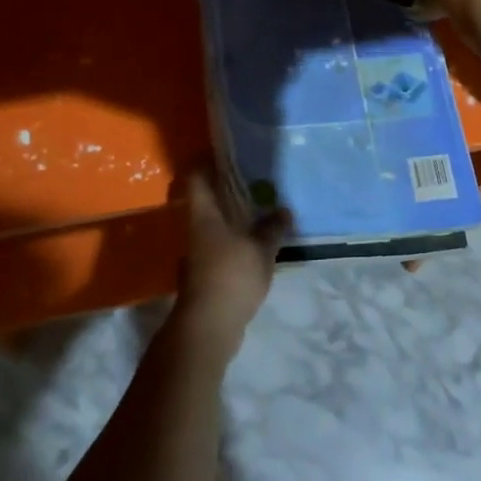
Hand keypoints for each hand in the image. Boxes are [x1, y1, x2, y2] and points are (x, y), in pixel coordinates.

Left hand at [172, 171, 283, 355]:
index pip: (197, 179)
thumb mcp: (261, 249)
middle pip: (206, 202)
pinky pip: (219, 250)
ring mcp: (197, 255)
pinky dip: (233, 244)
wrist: (208, 327)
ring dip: (231, 220)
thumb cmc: (231, 276)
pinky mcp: (204, 276)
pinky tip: (253, 249)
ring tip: (258, 215)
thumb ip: (272, 228)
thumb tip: (284, 210)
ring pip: (213, 227)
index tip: (225, 153)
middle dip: (226, 192)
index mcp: (204, 216)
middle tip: (253, 182)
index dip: (206, 162)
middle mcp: (196, 231)